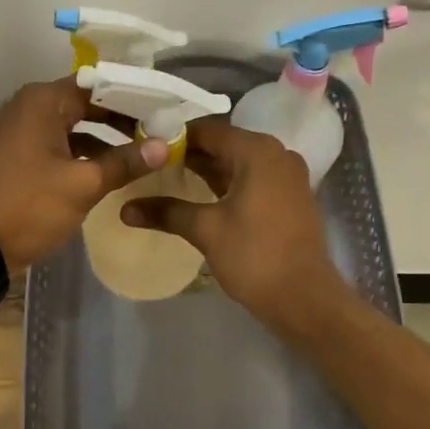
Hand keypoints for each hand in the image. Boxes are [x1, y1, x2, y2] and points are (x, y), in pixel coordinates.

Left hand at [0, 77, 166, 270]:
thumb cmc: (30, 205)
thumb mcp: (83, 184)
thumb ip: (124, 162)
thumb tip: (164, 146)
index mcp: (44, 101)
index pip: (99, 85)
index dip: (133, 97)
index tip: (165, 109)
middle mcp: (32, 107)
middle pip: (88, 103)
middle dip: (123, 118)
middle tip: (161, 130)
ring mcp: (24, 132)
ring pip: (76, 125)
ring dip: (107, 137)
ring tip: (145, 150)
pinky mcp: (23, 156)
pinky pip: (62, 144)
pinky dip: (87, 152)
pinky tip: (113, 168)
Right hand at [121, 118, 346, 321]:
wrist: (304, 298)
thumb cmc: (254, 256)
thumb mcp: (205, 230)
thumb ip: (166, 213)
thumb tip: (125, 209)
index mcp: (258, 151)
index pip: (208, 131)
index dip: (174, 137)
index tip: (144, 146)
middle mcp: (276, 154)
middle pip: (224, 144)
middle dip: (188, 154)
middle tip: (150, 164)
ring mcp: (287, 176)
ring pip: (238, 163)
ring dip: (206, 170)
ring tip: (166, 179)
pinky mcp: (289, 197)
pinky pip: (252, 179)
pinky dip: (226, 184)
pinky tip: (198, 197)